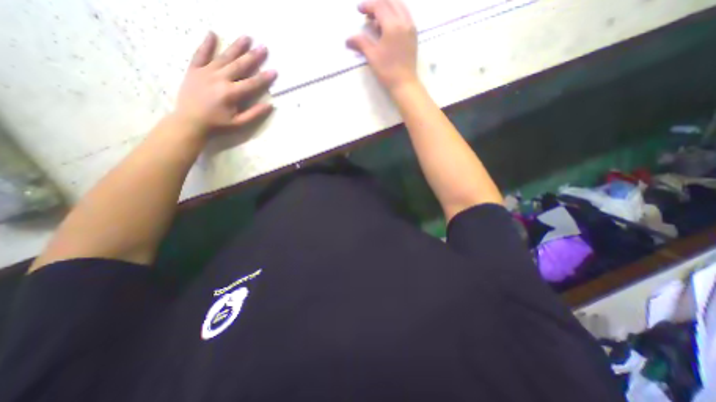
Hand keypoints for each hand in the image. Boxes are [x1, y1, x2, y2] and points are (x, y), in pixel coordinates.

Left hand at [170, 31, 277, 137]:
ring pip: (223, 57)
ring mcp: (205, 72)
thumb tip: (270, 105)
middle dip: (253, 56)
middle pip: (239, 66)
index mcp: (231, 93)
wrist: (190, 122)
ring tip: (246, 37)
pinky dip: (206, 44)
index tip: (274, 70)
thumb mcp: (239, 123)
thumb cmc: (218, 124)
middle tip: (263, 47)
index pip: (252, 83)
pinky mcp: (194, 70)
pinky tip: (212, 33)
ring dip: (236, 47)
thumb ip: (254, 114)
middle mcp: (219, 79)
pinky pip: (200, 54)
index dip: (264, 77)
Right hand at [348, 1, 420, 91]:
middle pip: (390, 3)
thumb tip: (348, 40)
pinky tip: (389, 25)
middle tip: (367, 13)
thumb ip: (360, 43)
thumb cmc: (387, 70)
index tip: (359, 10)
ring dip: (387, 8)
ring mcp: (411, 27)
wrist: (404, 83)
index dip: (368, 6)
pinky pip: (405, 15)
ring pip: (399, 7)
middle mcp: (404, 21)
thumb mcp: (372, 56)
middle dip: (377, 5)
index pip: (379, 7)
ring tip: (377, 19)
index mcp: (392, 25)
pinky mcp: (414, 35)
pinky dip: (396, 14)